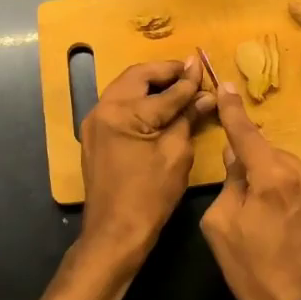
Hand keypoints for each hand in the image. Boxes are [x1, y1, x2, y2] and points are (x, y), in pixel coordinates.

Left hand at [77, 56, 214, 267]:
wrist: (114, 232)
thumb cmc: (149, 195)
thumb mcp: (176, 153)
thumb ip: (188, 117)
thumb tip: (205, 95)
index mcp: (123, 112)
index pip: (164, 90)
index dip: (188, 80)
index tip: (204, 67)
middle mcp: (103, 109)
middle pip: (138, 76)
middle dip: (166, 72)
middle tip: (191, 72)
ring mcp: (95, 121)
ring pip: (126, 87)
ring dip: (152, 83)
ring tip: (179, 86)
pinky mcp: (95, 134)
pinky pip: (119, 104)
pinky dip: (140, 98)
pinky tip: (160, 105)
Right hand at [199, 83, 300, 299]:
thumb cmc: (252, 271)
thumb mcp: (221, 227)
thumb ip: (229, 183)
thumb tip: (236, 157)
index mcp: (272, 177)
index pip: (247, 134)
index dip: (234, 111)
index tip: (227, 86)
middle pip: (272, 156)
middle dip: (257, 166)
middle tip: (246, 199)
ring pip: (294, 173)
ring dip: (280, 183)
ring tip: (272, 221)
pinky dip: (299, 199)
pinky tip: (293, 229)